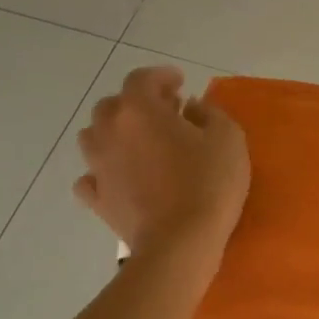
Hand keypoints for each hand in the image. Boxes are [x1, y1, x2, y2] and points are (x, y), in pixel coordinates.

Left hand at [73, 66, 249, 263]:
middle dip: (137, 103)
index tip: (180, 82)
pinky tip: (119, 176)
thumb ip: (210, 113)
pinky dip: (102, 171)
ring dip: (115, 132)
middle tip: (165, 112)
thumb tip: (191, 108)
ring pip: (94, 136)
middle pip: (112, 105)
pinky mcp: (97, 199)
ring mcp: (98, 166)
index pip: (142, 79)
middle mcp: (110, 131)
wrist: (180, 242)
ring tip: (140, 142)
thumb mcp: (228, 137)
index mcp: (139, 110)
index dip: (161, 76)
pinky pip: (90, 176)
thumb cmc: (208, 183)